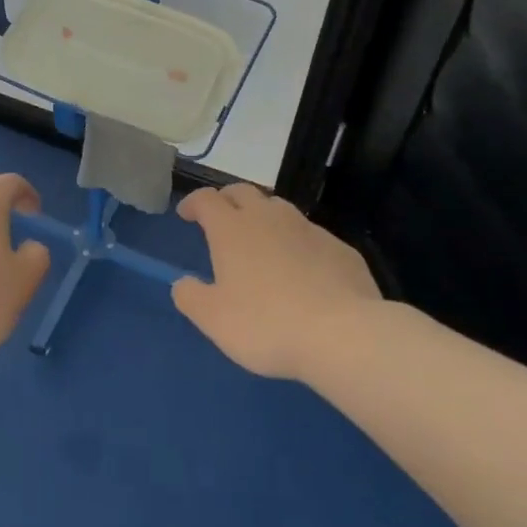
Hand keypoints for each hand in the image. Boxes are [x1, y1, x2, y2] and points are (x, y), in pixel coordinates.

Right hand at [172, 183, 382, 379]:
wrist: (343, 334)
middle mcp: (268, 218)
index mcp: (232, 229)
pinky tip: (300, 269)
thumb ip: (190, 297)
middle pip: (242, 192)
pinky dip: (296, 243)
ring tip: (260, 241)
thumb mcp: (213, 319)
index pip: (206, 199)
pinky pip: (310, 235)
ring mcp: (308, 229)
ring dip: (263, 217)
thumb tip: (183, 283)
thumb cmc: (266, 324)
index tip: (186, 214)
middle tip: (220, 219)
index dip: (193, 203)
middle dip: (227, 200)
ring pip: (278, 209)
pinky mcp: (339, 248)